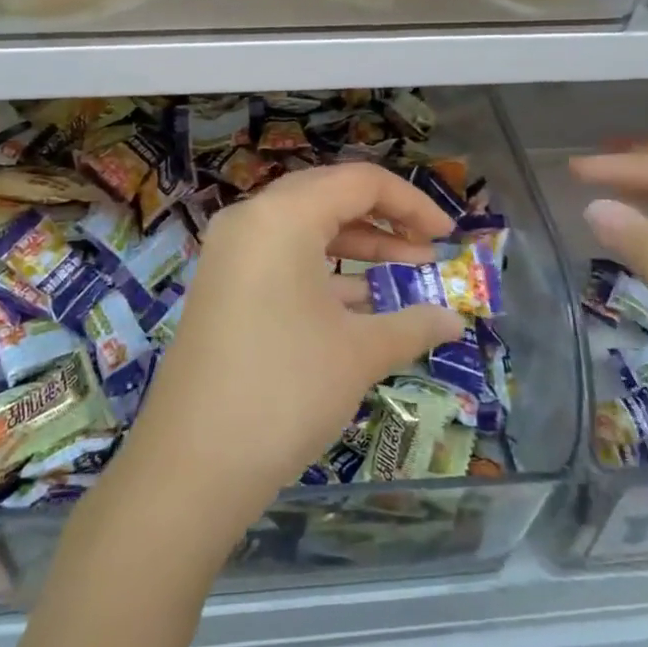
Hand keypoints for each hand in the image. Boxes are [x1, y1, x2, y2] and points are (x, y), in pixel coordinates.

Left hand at [119, 163, 460, 529]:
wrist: (192, 465)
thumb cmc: (286, 391)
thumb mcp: (359, 353)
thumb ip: (413, 325)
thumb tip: (455, 321)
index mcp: (283, 216)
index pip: (360, 182)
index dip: (412, 203)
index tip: (447, 237)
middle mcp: (251, 220)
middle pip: (329, 196)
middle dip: (384, 221)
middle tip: (425, 252)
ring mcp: (229, 254)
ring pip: (304, 230)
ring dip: (356, 248)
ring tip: (403, 278)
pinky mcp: (221, 287)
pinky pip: (281, 259)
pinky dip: (323, 273)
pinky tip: (360, 307)